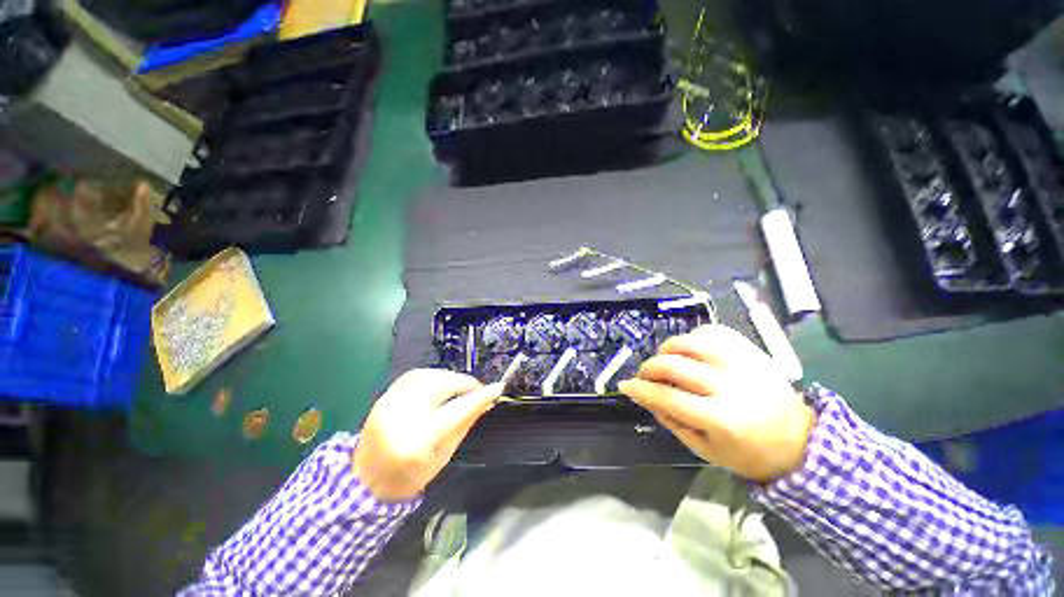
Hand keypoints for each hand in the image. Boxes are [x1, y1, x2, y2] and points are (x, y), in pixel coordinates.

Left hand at [353, 369, 502, 500]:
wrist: (364, 481)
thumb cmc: (408, 477)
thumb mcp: (443, 456)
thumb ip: (465, 424)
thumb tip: (487, 401)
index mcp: (416, 442)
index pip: (455, 411)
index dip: (479, 397)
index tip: (498, 389)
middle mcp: (400, 417)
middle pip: (440, 385)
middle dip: (464, 382)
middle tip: (477, 389)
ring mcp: (388, 403)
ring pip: (428, 374)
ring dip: (450, 376)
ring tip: (461, 387)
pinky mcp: (384, 396)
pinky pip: (415, 375)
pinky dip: (434, 375)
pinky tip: (442, 383)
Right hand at [619, 325, 815, 482]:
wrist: (800, 440)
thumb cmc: (748, 452)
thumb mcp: (705, 450)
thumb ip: (671, 420)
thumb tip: (644, 395)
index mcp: (720, 418)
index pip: (667, 397)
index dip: (641, 389)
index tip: (625, 385)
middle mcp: (730, 385)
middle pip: (673, 365)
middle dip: (648, 368)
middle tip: (645, 375)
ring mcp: (742, 362)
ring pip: (688, 342)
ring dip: (667, 349)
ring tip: (666, 361)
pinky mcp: (750, 350)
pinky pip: (710, 332)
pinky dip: (692, 338)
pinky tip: (690, 351)